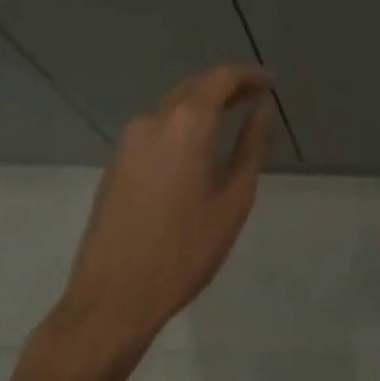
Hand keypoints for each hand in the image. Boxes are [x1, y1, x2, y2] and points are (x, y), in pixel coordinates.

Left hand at [44, 67, 274, 366]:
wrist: (110, 304)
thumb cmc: (183, 251)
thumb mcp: (234, 199)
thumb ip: (251, 146)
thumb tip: (261, 111)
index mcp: (186, 123)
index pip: (221, 78)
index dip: (248, 75)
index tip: (269, 81)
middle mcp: (153, 121)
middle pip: (194, 87)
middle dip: (225, 86)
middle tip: (254, 97)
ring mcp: (128, 144)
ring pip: (172, 107)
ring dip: (201, 105)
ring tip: (229, 118)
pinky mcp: (114, 167)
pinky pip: (155, 129)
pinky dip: (180, 125)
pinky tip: (195, 147)